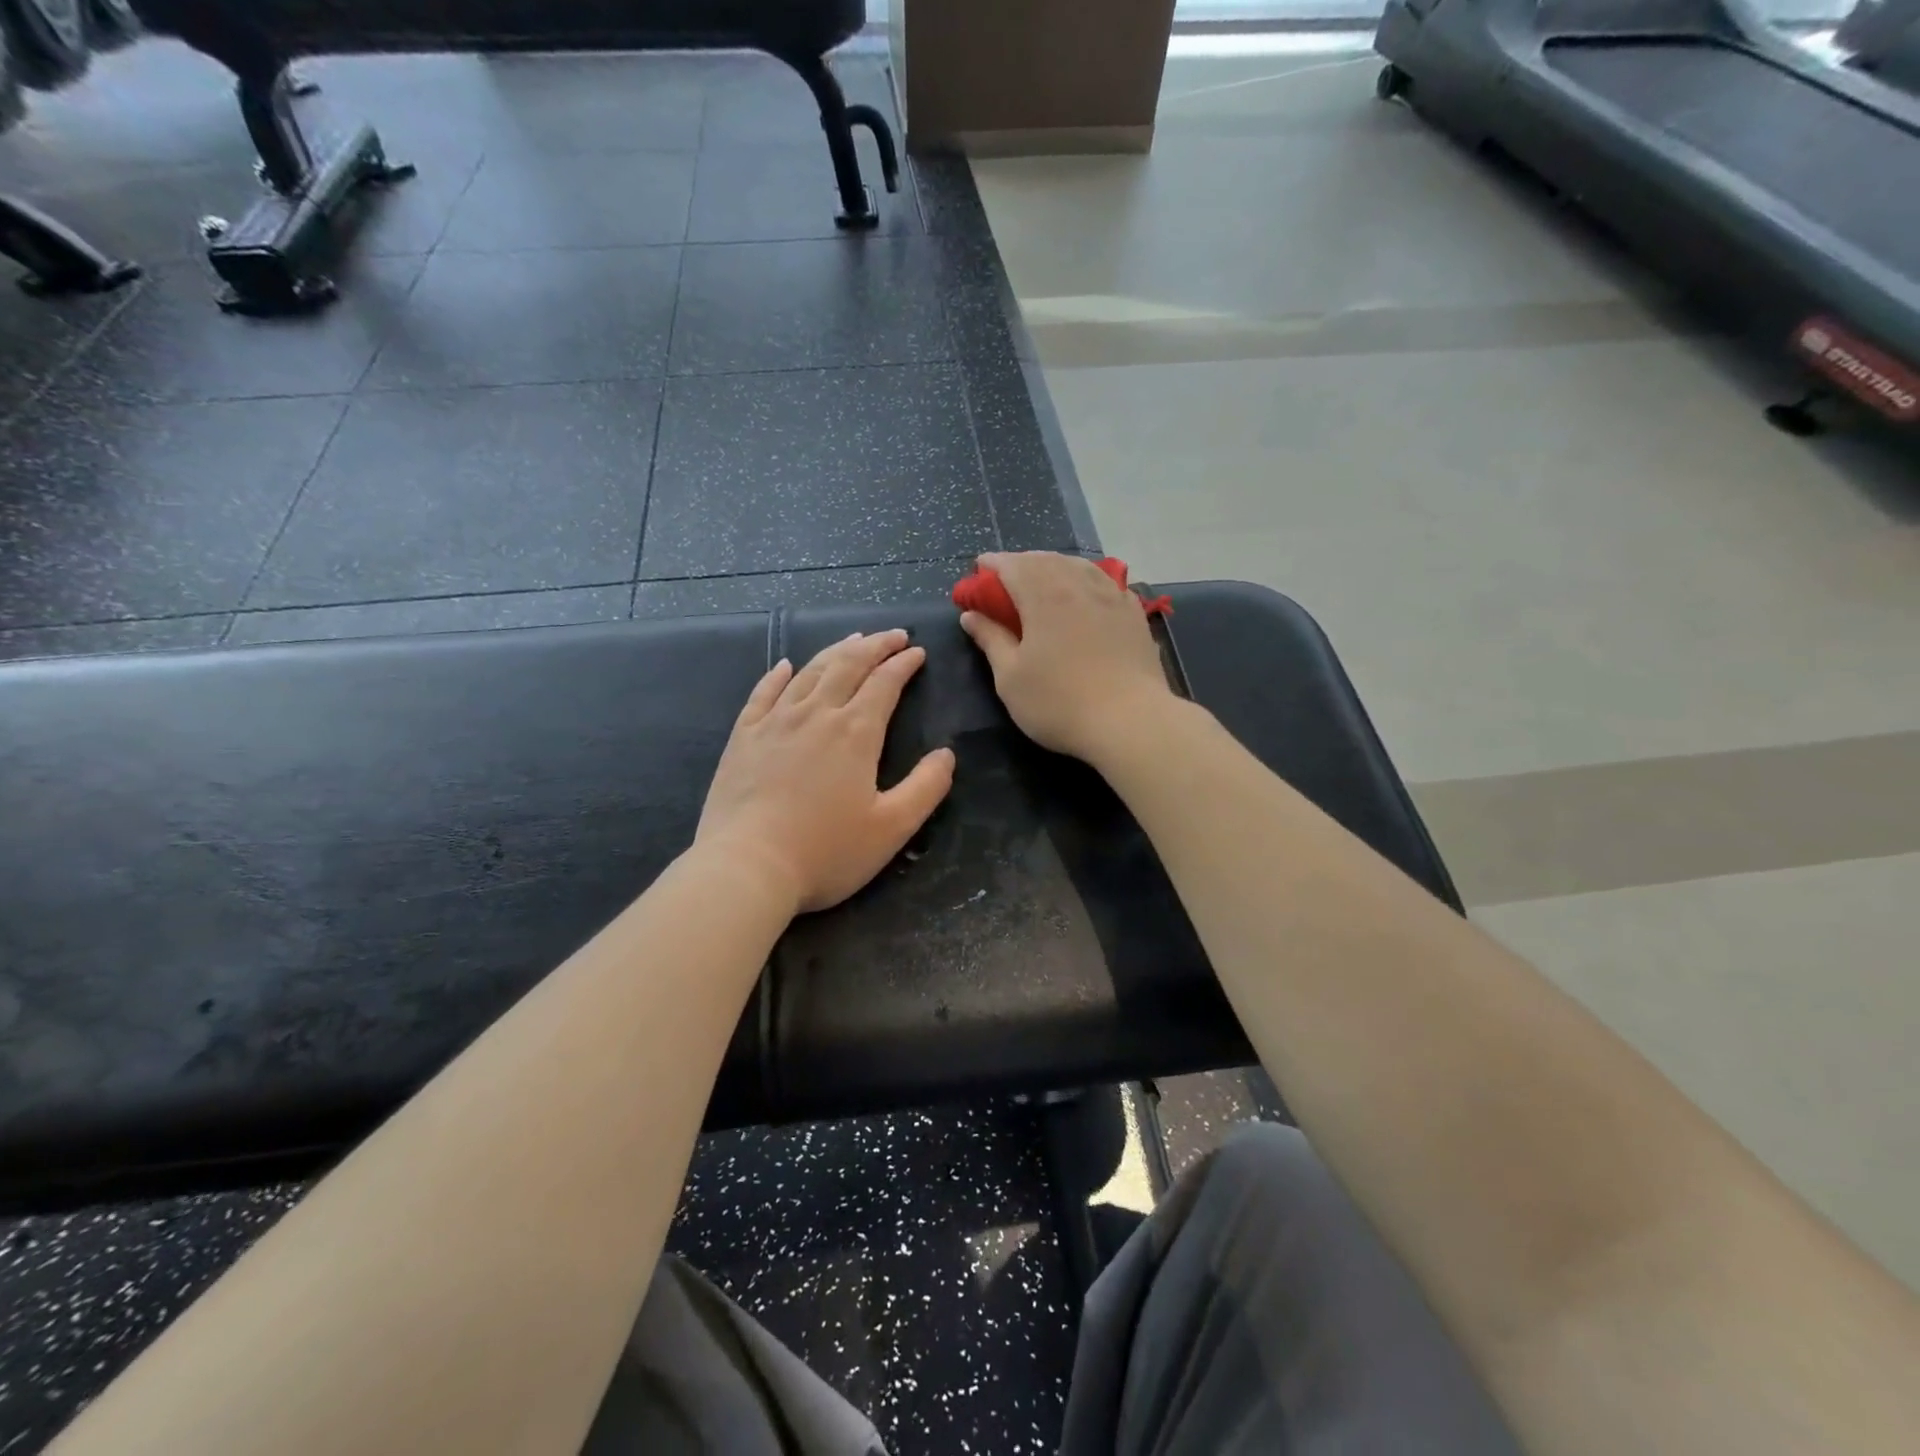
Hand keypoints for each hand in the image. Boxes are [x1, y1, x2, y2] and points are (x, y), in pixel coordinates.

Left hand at [696, 630, 955, 914]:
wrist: (747, 867)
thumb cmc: (826, 852)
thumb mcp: (892, 827)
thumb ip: (926, 787)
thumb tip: (946, 754)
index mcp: (855, 732)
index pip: (885, 683)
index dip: (903, 664)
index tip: (917, 652)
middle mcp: (816, 714)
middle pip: (848, 665)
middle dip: (874, 645)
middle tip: (893, 635)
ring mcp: (774, 722)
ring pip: (809, 672)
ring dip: (835, 651)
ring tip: (853, 639)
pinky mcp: (743, 737)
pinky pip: (763, 693)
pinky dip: (778, 674)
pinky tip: (786, 665)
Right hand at [959, 551, 1174, 763]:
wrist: (1130, 722)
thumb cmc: (1059, 703)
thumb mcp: (1010, 678)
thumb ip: (990, 640)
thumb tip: (971, 615)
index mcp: (1043, 596)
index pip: (1012, 565)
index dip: (992, 564)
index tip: (978, 569)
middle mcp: (1078, 585)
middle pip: (1045, 560)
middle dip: (1022, 563)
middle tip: (1006, 578)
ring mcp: (1111, 596)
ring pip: (1078, 566)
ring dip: (1054, 566)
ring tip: (1044, 579)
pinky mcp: (1134, 613)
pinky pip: (1105, 582)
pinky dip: (1086, 579)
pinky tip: (1086, 593)